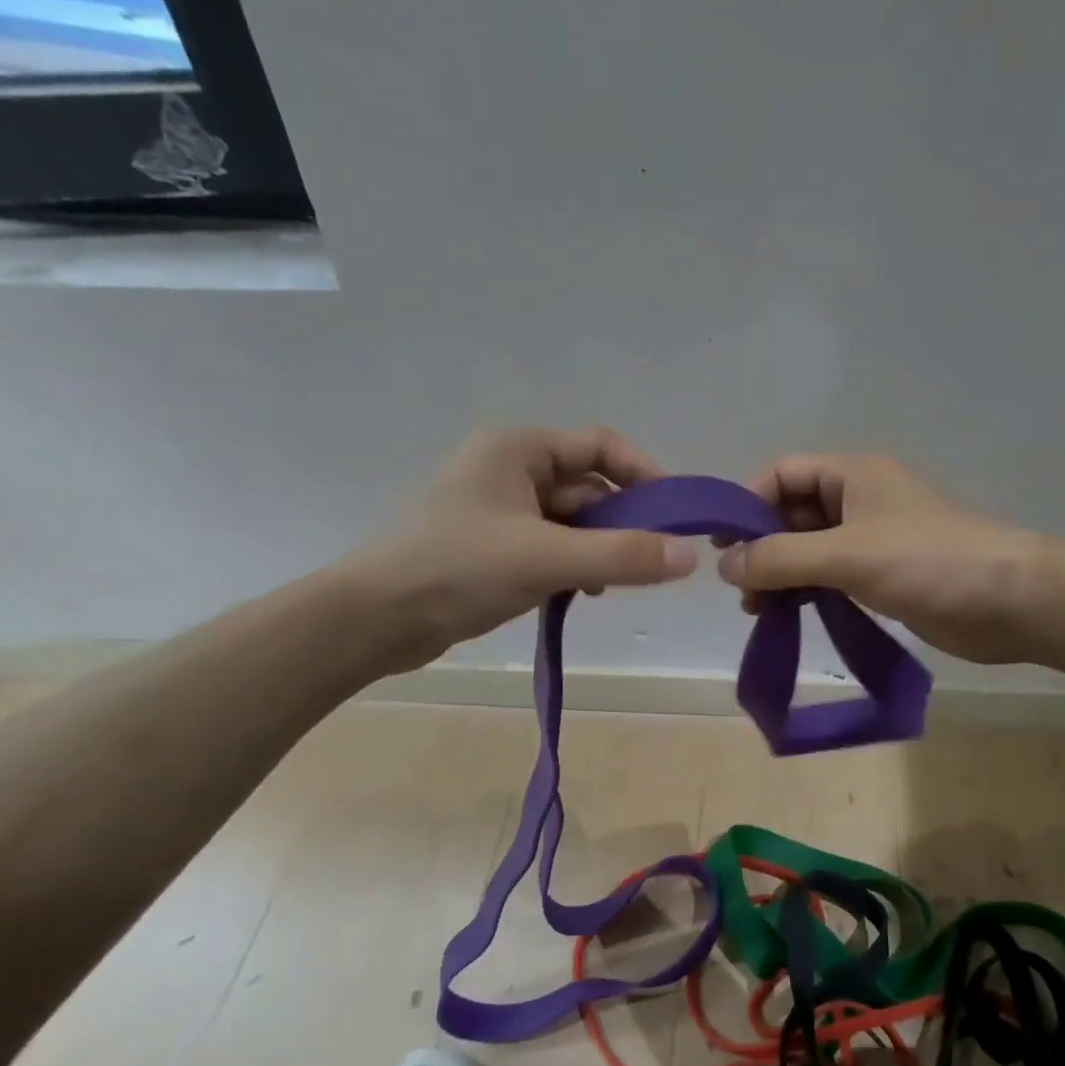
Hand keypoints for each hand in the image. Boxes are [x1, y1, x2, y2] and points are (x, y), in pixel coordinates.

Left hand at [337, 426, 696, 674]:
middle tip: (649, 562)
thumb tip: (690, 556)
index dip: (644, 474)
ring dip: (597, 549)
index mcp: (518, 449)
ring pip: (571, 522)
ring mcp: (499, 509)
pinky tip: (579, 596)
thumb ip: (622, 556)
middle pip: (588, 486)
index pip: (600, 445)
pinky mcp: (492, 546)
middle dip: (620, 523)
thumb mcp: (546, 559)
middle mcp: (509, 469)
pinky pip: (550, 546)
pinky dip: (572, 566)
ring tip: (610, 586)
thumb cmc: (457, 570)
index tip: (676, 514)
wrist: (374, 620)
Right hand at [718, 453, 1041, 664]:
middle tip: (738, 586)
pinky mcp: (881, 575)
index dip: (747, 503)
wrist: (1011, 602)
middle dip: (761, 546)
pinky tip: (787, 614)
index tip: (722, 544)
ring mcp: (870, 539)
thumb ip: (781, 558)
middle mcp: (857, 500)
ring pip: (807, 548)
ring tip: (756, 609)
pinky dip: (804, 591)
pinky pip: (828, 576)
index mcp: (851, 474)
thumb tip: (725, 566)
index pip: (781, 474)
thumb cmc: (929, 562)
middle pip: (790, 512)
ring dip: (779, 573)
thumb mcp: (847, 554)